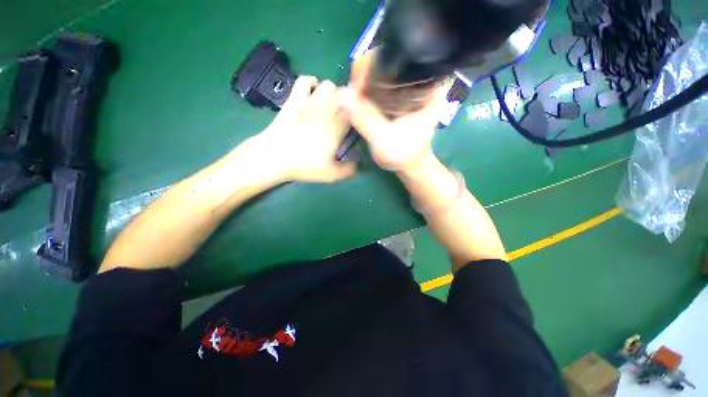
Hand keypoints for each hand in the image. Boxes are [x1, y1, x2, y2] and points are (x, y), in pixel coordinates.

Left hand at [253, 76, 356, 182]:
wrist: (275, 156)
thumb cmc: (304, 165)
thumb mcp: (331, 174)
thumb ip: (348, 170)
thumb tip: (358, 165)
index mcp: (337, 128)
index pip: (355, 113)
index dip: (358, 116)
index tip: (356, 124)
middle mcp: (327, 111)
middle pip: (345, 96)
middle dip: (349, 103)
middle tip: (345, 116)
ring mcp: (310, 102)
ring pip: (329, 85)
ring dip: (333, 93)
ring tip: (331, 105)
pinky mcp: (295, 99)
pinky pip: (305, 80)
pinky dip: (312, 82)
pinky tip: (313, 92)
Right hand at [340, 51, 451, 171]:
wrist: (409, 166)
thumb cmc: (404, 155)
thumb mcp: (385, 139)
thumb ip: (366, 119)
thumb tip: (342, 95)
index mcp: (429, 88)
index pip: (407, 57)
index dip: (382, 58)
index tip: (361, 69)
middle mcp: (421, 83)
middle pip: (394, 61)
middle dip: (371, 68)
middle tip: (353, 82)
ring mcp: (409, 91)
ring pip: (386, 73)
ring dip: (368, 78)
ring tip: (353, 88)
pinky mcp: (399, 99)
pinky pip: (383, 86)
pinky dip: (369, 88)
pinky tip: (358, 94)